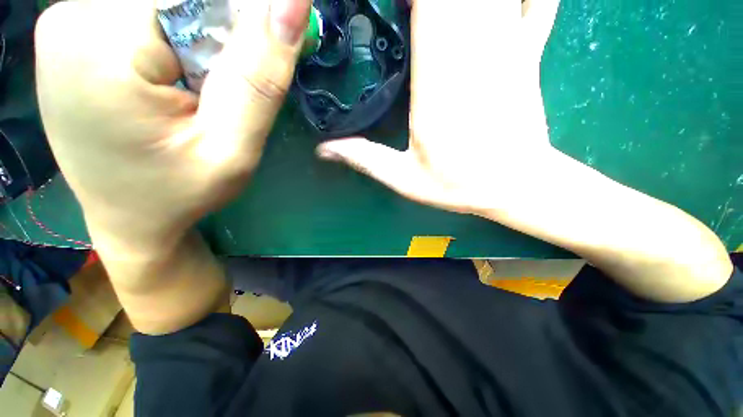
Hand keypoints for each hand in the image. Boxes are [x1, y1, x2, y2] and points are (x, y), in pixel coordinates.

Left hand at [35, 0, 310, 258]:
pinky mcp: (77, 30)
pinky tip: (175, 79)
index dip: (242, 27)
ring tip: (197, 92)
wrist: (128, 216)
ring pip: (168, 2)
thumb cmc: (181, 193)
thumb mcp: (232, 149)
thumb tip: (293, 5)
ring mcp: (69, 19)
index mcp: (100, 43)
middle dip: (219, 36)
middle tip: (220, 93)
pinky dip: (176, 38)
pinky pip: (147, 12)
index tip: (247, 76)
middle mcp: (73, 15)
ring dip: (199, 39)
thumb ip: (259, 78)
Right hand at [317, 0, 561, 215]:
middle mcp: (474, 51)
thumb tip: (325, 149)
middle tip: (402, 9)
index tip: (387, 3)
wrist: (515, 185)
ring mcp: (509, 46)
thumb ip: (366, 159)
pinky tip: (501, 1)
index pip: (426, 3)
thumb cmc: (460, 184)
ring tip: (429, 11)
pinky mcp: (529, 52)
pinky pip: (537, 1)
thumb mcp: (406, 179)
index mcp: (438, 82)